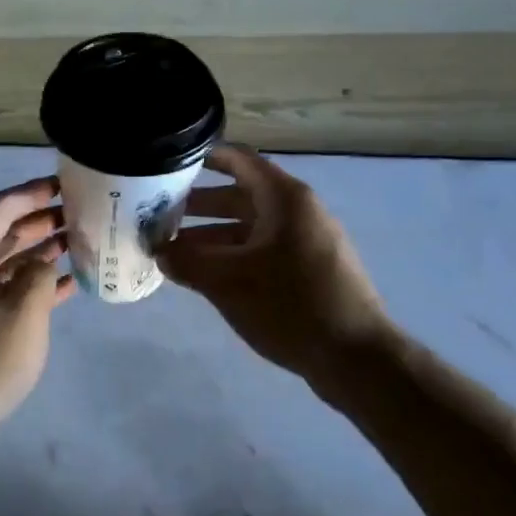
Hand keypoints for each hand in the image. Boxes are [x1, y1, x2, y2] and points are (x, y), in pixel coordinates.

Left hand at [0, 177, 74, 452]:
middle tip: (77, 215)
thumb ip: (39, 274)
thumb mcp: (24, 313)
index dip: (34, 193)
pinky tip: (58, 289)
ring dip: (33, 252)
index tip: (65, 185)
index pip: (0, 206)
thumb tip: (43, 259)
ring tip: (74, 246)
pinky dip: (22, 284)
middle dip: (38, 221)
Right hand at [159, 145, 391, 380]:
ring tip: (175, 252)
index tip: (169, 163)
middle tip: (159, 215)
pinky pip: (264, 250)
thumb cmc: (290, 305)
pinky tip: (208, 277)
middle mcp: (298, 211)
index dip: (204, 157)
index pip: (238, 159)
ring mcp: (308, 241)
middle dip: (198, 204)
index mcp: (284, 198)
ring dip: (213, 235)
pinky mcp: (311, 270)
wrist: (356, 358)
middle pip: (241, 195)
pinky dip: (234, 255)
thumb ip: (186, 261)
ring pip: (250, 227)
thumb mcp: (227, 282)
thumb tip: (159, 251)